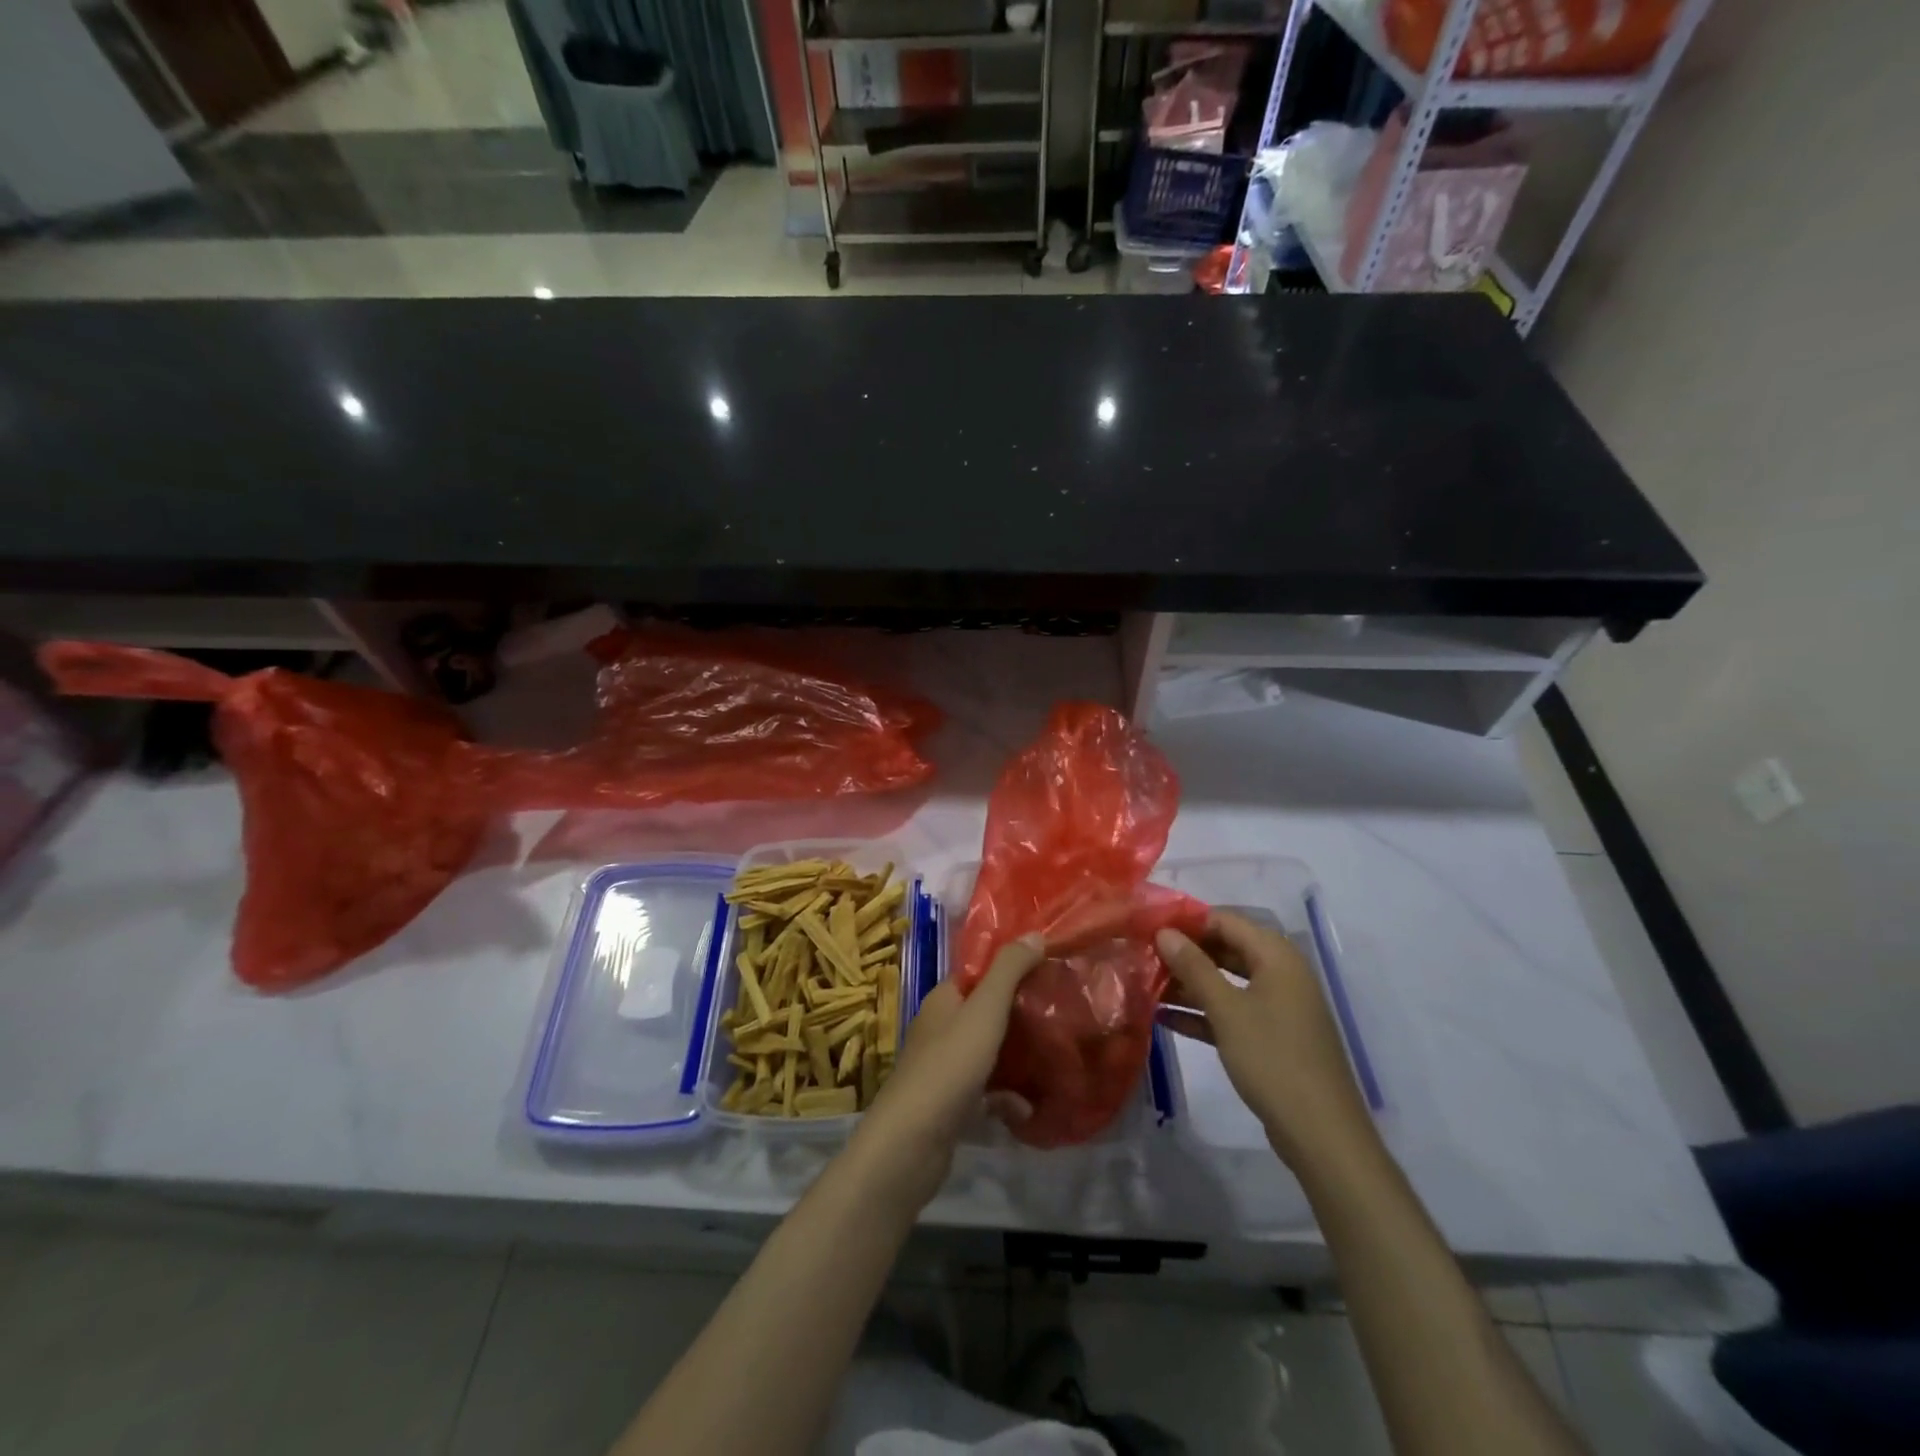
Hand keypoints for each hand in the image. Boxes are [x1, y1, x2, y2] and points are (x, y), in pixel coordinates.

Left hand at [844, 934, 1043, 1211]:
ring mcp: (944, 1068)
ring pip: (988, 1052)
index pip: (978, 972)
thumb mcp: (984, 1010)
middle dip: (1020, 1011)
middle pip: (986, 1011)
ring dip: (1018, 1055)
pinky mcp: (951, 1105)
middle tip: (1060, 1010)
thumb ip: (1009, 971)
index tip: (1048, 966)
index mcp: (944, 1000)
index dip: (1010, 966)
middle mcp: (941, 1028)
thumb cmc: (949, 1066)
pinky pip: (986, 1092)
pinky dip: (1007, 1098)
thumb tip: (1035, 933)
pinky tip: (1029, 1107)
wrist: (911, 1143)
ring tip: (1056, 1054)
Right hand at [1155, 912, 1375, 1170]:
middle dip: (1186, 953)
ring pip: (1227, 983)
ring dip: (1190, 984)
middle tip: (1144, 955)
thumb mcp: (1226, 1009)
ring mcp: (1277, 1008)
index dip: (1188, 921)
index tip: (1149, 926)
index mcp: (1277, 957)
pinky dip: (1203, 1013)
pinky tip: (1164, 1018)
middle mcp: (1280, 975)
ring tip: (1147, 984)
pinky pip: (1232, 1012)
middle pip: (1226, 950)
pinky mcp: (1271, 1038)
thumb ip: (1194, 967)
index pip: (1226, 921)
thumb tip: (1164, 932)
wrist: (1320, 1133)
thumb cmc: (1273, 1058)